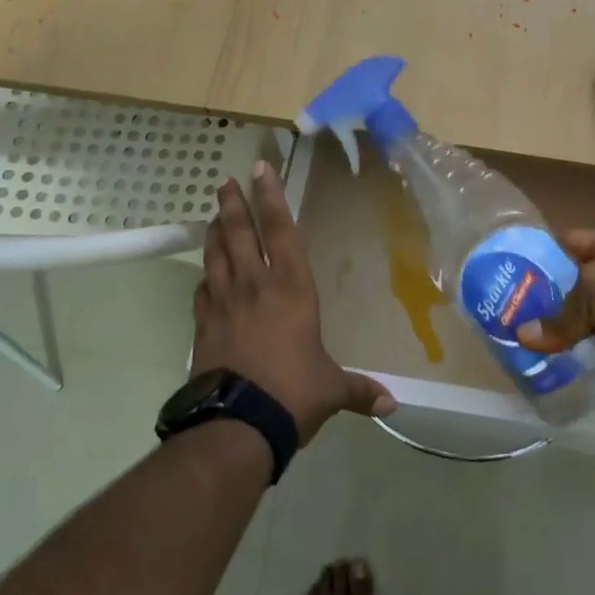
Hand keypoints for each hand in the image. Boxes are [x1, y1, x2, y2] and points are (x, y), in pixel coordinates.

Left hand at [191, 161, 394, 441]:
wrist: (236, 425)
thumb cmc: (293, 394)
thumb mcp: (332, 389)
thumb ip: (359, 391)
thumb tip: (392, 406)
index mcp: (292, 289)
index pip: (281, 231)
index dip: (272, 198)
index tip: (261, 170)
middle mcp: (255, 286)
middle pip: (239, 233)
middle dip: (234, 204)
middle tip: (227, 182)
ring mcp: (224, 304)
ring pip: (215, 255)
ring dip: (214, 231)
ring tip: (214, 214)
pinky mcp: (203, 326)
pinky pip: (202, 291)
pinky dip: (204, 276)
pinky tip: (205, 275)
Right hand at [518, 229, 594, 408]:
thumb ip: (558, 315)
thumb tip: (521, 336)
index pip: (574, 240)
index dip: (544, 252)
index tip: (512, 270)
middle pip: (582, 278)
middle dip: (552, 294)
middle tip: (516, 309)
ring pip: (593, 311)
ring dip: (568, 324)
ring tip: (531, 335)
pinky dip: (586, 345)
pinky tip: (562, 356)